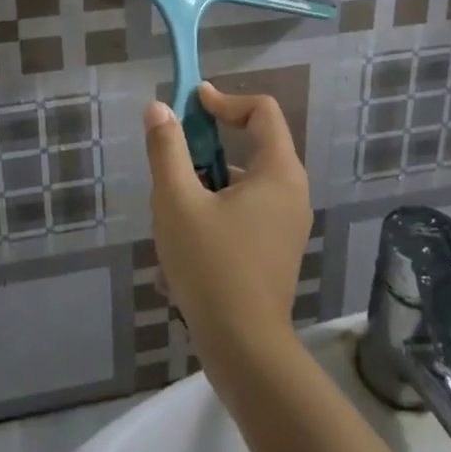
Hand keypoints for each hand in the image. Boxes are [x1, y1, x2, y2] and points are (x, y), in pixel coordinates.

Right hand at [144, 84, 311, 384]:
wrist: (245, 352)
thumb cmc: (211, 267)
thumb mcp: (177, 202)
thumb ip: (167, 150)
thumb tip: (159, 109)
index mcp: (278, 171)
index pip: (262, 110)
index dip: (224, 100)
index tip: (190, 105)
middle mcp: (291, 191)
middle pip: (251, 146)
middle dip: (205, 152)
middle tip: (172, 166)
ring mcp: (287, 224)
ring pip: (242, 185)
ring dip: (205, 190)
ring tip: (169, 219)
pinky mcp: (277, 251)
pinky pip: (244, 215)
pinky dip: (215, 218)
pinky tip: (181, 256)